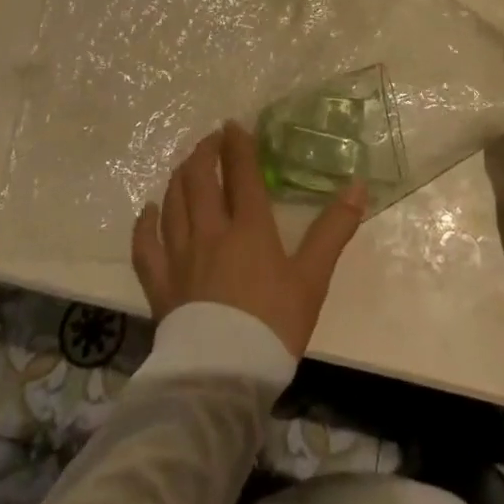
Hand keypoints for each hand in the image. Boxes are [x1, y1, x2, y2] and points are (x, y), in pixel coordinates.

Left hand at [131, 122, 366, 358]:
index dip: (238, 145)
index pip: (241, 173)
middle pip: (200, 179)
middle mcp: (209, 232)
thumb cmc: (273, 325)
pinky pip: (144, 246)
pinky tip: (148, 211)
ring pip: (173, 203)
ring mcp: (179, 257)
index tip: (234, 125)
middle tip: (212, 140)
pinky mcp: (159, 284)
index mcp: (248, 227)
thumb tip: (358, 186)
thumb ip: (333, 230)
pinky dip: (145, 224)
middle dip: (205, 153)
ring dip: (179, 177)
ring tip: (186, 165)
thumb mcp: (312, 278)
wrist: (223, 378)